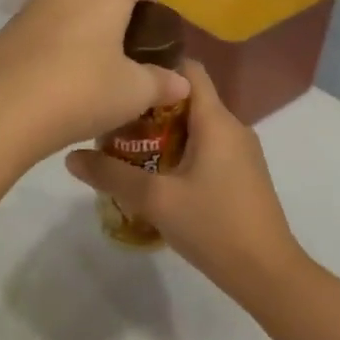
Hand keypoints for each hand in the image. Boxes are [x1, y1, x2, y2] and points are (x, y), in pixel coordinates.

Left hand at [0, 0, 190, 159]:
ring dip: (87, 24)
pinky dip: (61, 36)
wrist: (3, 107)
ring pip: (74, 2)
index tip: (153, 45)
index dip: (152, 11)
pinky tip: (62, 71)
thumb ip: (162, 82)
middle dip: (119, 14)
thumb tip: (182, 82)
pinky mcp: (13, 20)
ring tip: (96, 64)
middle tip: (127, 55)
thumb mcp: (134, 92)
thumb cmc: (82, 90)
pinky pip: (49, 20)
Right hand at [65, 60, 303, 303]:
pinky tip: (155, 176)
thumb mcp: (155, 199)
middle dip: (149, 106)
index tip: (123, 75)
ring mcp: (240, 153)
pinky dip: (179, 151)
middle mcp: (232, 127)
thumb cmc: (214, 225)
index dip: (156, 65)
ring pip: (195, 127)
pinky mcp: (241, 175)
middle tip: (112, 120)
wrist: (268, 274)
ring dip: (162, 132)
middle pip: (187, 99)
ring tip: (125, 147)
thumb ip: (112, 174)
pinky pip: (206, 148)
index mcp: (216, 120)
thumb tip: (70, 156)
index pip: (189, 69)